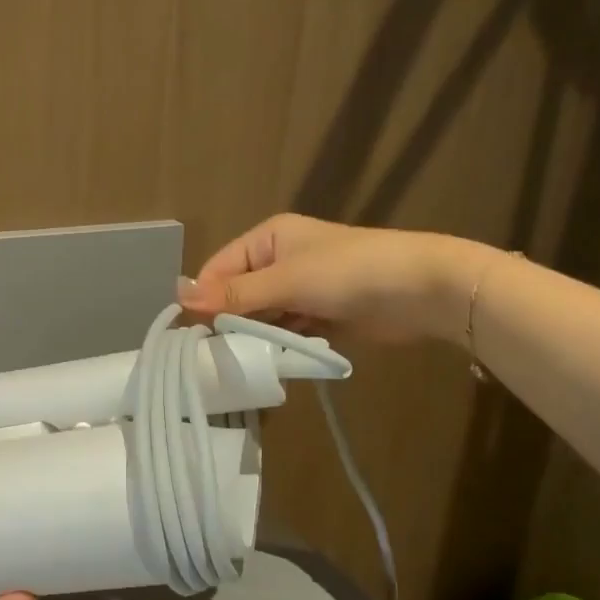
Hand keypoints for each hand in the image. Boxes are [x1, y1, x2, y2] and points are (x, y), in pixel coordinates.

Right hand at [179, 213, 461, 342]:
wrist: (421, 289)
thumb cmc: (348, 273)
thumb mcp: (285, 280)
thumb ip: (234, 293)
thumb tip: (179, 296)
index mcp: (269, 238)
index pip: (220, 267)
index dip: (205, 298)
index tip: (192, 333)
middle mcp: (281, 261)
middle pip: (239, 293)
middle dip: (230, 321)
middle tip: (215, 354)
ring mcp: (302, 290)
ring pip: (263, 316)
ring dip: (256, 336)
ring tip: (242, 361)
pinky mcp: (321, 316)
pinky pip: (288, 331)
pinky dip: (280, 344)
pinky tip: (270, 361)